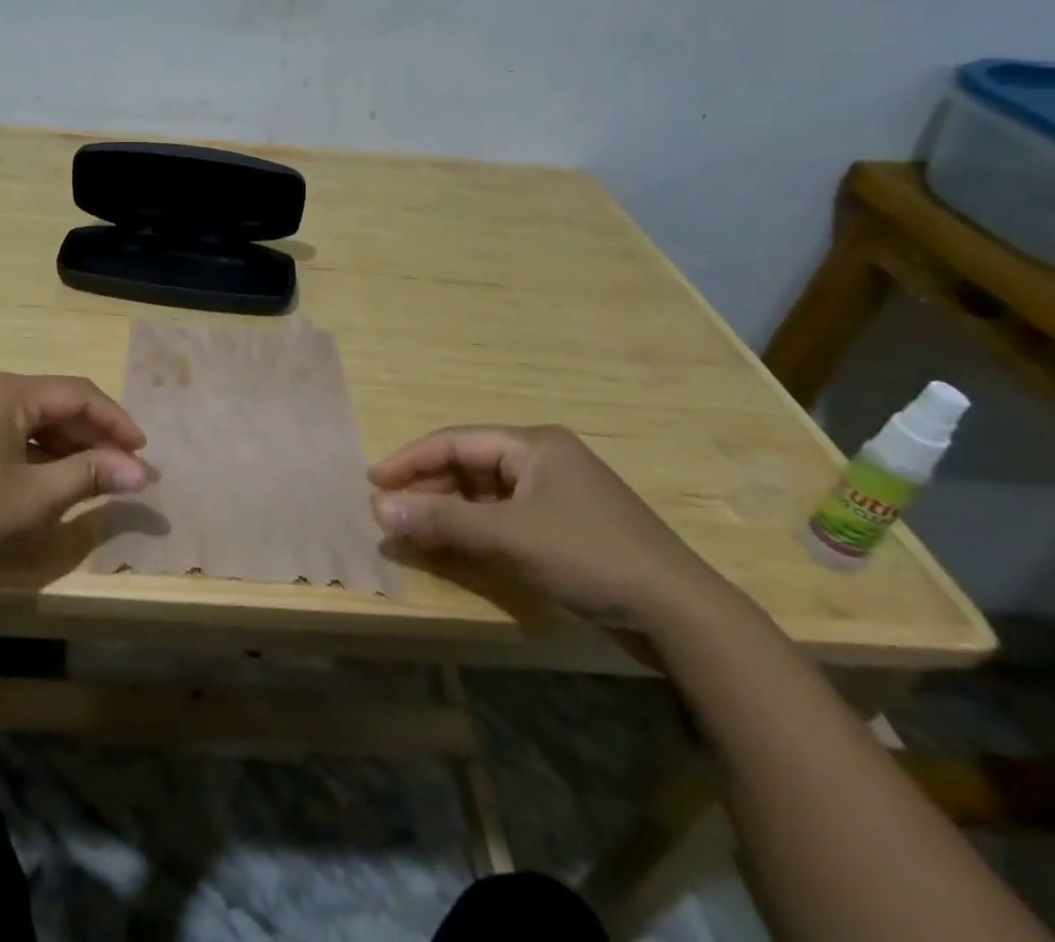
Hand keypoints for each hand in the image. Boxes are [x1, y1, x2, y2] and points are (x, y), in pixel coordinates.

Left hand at [0, 370, 148, 588]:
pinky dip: (27, 446)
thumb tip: (138, 473)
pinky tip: (43, 472)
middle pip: (50, 401)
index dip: (115, 421)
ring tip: (89, 474)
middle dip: (89, 435)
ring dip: (59, 442)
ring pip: (24, 414)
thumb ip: (90, 476)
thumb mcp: (33, 499)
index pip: (77, 394)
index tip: (143, 452)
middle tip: (120, 469)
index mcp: (5, 389)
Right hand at [369, 425, 736, 633]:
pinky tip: (456, 547)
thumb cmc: (588, 556)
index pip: (455, 441)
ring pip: (486, 493)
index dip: (410, 460)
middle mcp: (544, 458)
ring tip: (413, 532)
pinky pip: (507, 516)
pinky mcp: (568, 526)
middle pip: (469, 465)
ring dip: (449, 512)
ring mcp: (559, 494)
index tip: (373, 481)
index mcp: (533, 444)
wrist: (681, 615)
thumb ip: (440, 520)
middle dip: (428, 489)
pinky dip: (477, 529)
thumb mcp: (507, 536)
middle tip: (389, 512)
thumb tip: (378, 506)